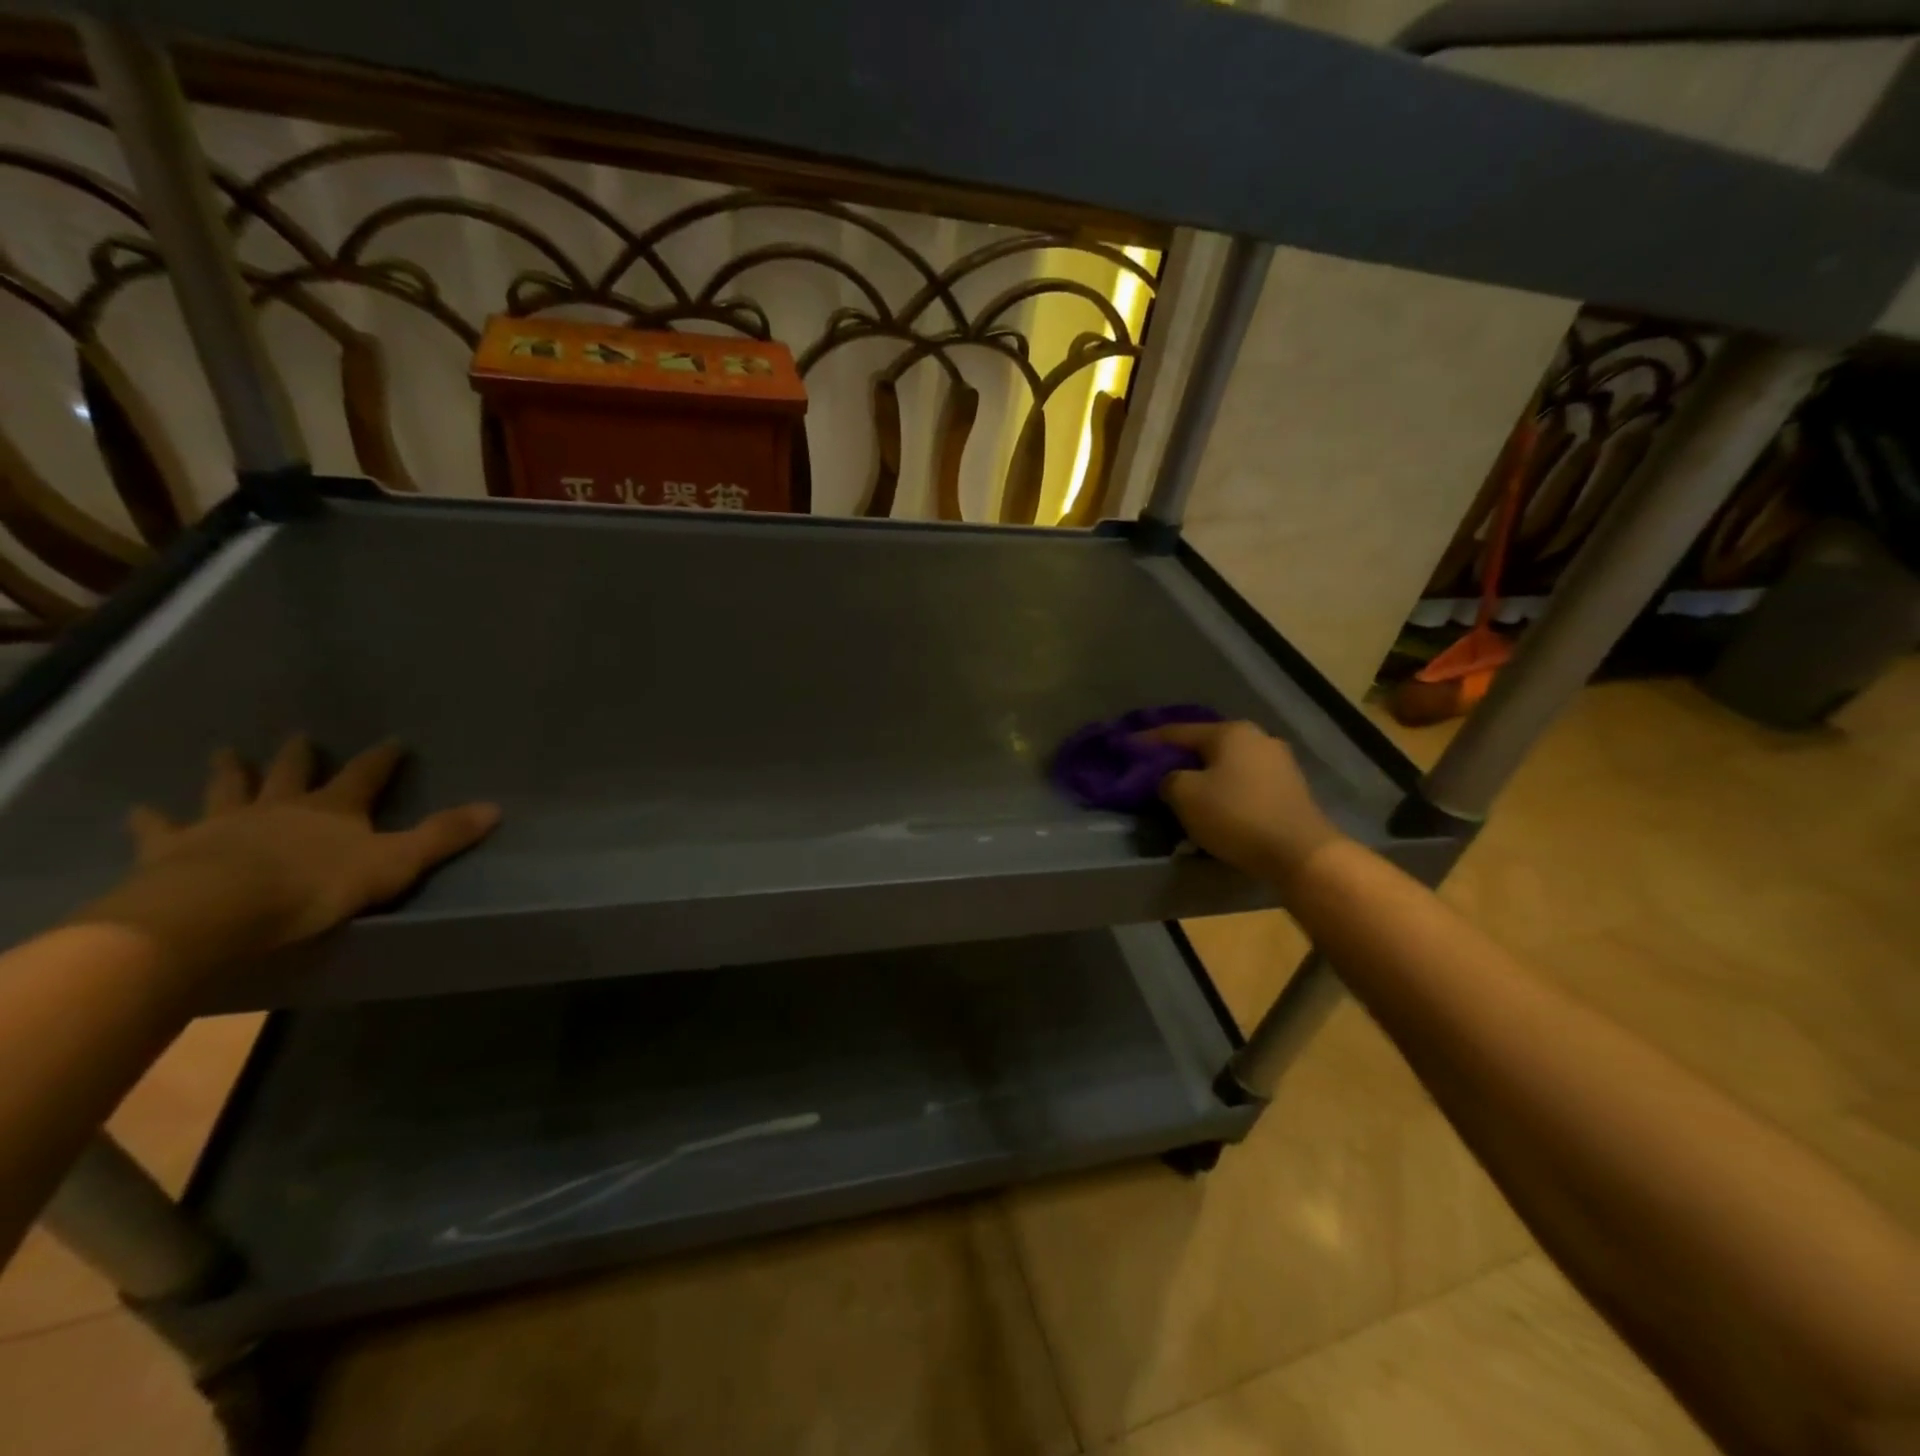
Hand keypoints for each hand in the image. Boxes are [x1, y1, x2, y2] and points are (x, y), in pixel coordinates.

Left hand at [79, 737, 499, 983]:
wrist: (220, 909)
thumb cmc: (316, 886)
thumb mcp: (396, 863)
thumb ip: (443, 836)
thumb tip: (496, 807)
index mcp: (335, 809)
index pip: (366, 775)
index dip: (382, 759)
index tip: (394, 740)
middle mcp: (281, 807)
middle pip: (292, 773)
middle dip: (298, 756)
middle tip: (297, 735)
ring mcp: (224, 824)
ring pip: (229, 789)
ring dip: (229, 771)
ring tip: (223, 751)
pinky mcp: (175, 850)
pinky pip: (160, 831)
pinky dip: (151, 820)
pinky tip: (138, 809)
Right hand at [1142, 720, 1344, 892]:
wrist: (1301, 854)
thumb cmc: (1236, 816)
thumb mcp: (1185, 796)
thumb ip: (1168, 780)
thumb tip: (1172, 779)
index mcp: (1230, 732)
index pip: (1178, 731)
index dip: (1148, 740)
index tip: (1126, 746)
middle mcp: (1257, 738)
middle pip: (1206, 747)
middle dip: (1180, 760)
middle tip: (1155, 774)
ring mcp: (1278, 763)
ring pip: (1226, 767)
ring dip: (1204, 779)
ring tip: (1183, 797)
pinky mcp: (1290, 789)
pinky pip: (1245, 784)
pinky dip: (1225, 793)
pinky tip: (1214, 809)